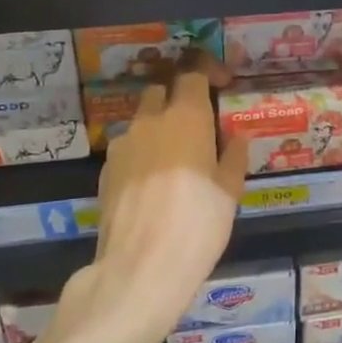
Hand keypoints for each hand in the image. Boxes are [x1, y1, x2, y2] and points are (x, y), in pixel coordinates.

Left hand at [62, 62, 246, 342]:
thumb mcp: (230, 192)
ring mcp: (123, 145)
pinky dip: (142, 152)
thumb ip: (233, 157)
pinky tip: (154, 183)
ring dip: (158, 126)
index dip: (208, 73)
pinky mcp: (106, 171)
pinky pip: (128, 147)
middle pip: (161, 90)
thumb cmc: (197, 224)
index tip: (222, 85)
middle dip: (178, 97)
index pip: (193, 74)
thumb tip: (236, 138)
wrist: (140, 269)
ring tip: (176, 158)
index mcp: (186, 117)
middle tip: (198, 122)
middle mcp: (151, 120)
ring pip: (142, 120)